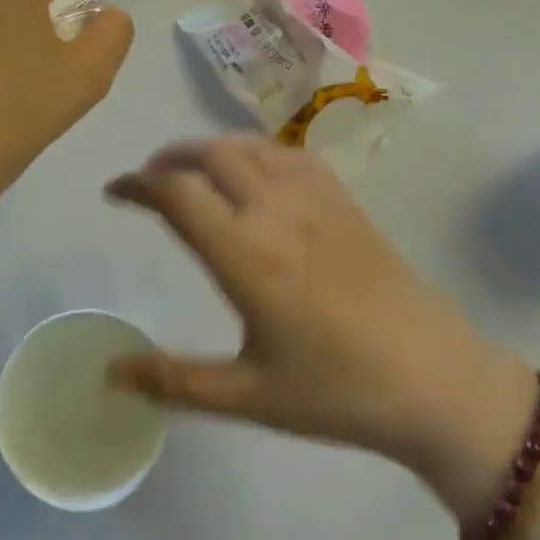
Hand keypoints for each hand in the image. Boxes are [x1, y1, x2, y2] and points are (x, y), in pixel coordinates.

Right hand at [103, 136, 534, 476]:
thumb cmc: (336, 391)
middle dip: (170, 157)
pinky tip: (255, 173)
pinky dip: (257, 150)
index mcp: (246, 255)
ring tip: (193, 171)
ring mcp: (316, 198)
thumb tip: (108, 373)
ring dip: (212, 148)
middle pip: (212, 154)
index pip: (178, 194)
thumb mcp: (247, 394)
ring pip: (251, 145)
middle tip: (149, 181)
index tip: (114, 192)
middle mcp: (276, 210)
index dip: (137, 184)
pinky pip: (290, 153)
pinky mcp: (345, 199)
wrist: (432, 374)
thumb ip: (173, 380)